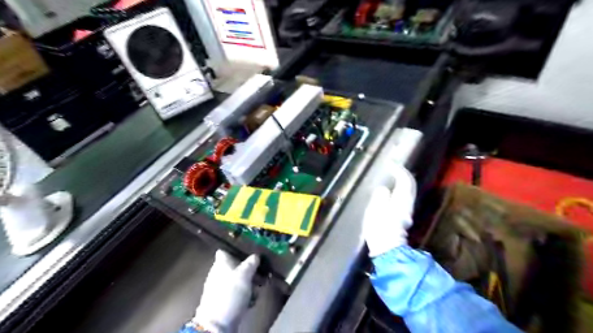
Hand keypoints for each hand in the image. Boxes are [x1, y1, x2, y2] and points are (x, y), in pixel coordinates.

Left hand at [195, 250, 259, 331]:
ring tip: (259, 286)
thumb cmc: (230, 293)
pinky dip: (246, 294)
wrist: (218, 323)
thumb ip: (251, 263)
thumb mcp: (244, 274)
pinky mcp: (225, 299)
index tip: (249, 250)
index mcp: (221, 263)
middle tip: (260, 271)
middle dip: (249, 268)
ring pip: (239, 279)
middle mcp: (219, 272)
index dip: (236, 249)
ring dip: (250, 282)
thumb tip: (256, 255)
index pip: (225, 250)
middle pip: (236, 265)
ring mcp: (221, 287)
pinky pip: (238, 292)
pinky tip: (252, 299)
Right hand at [361, 166, 415, 256]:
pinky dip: (397, 191)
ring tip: (390, 178)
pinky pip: (402, 198)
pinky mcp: (402, 218)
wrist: (386, 248)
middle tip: (393, 168)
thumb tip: (383, 190)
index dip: (399, 170)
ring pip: (406, 192)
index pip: (405, 180)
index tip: (391, 164)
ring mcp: (406, 211)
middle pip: (409, 186)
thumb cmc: (379, 228)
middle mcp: (407, 204)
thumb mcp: (375, 209)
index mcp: (401, 200)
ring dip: (400, 183)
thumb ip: (380, 196)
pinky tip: (389, 192)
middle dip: (402, 175)